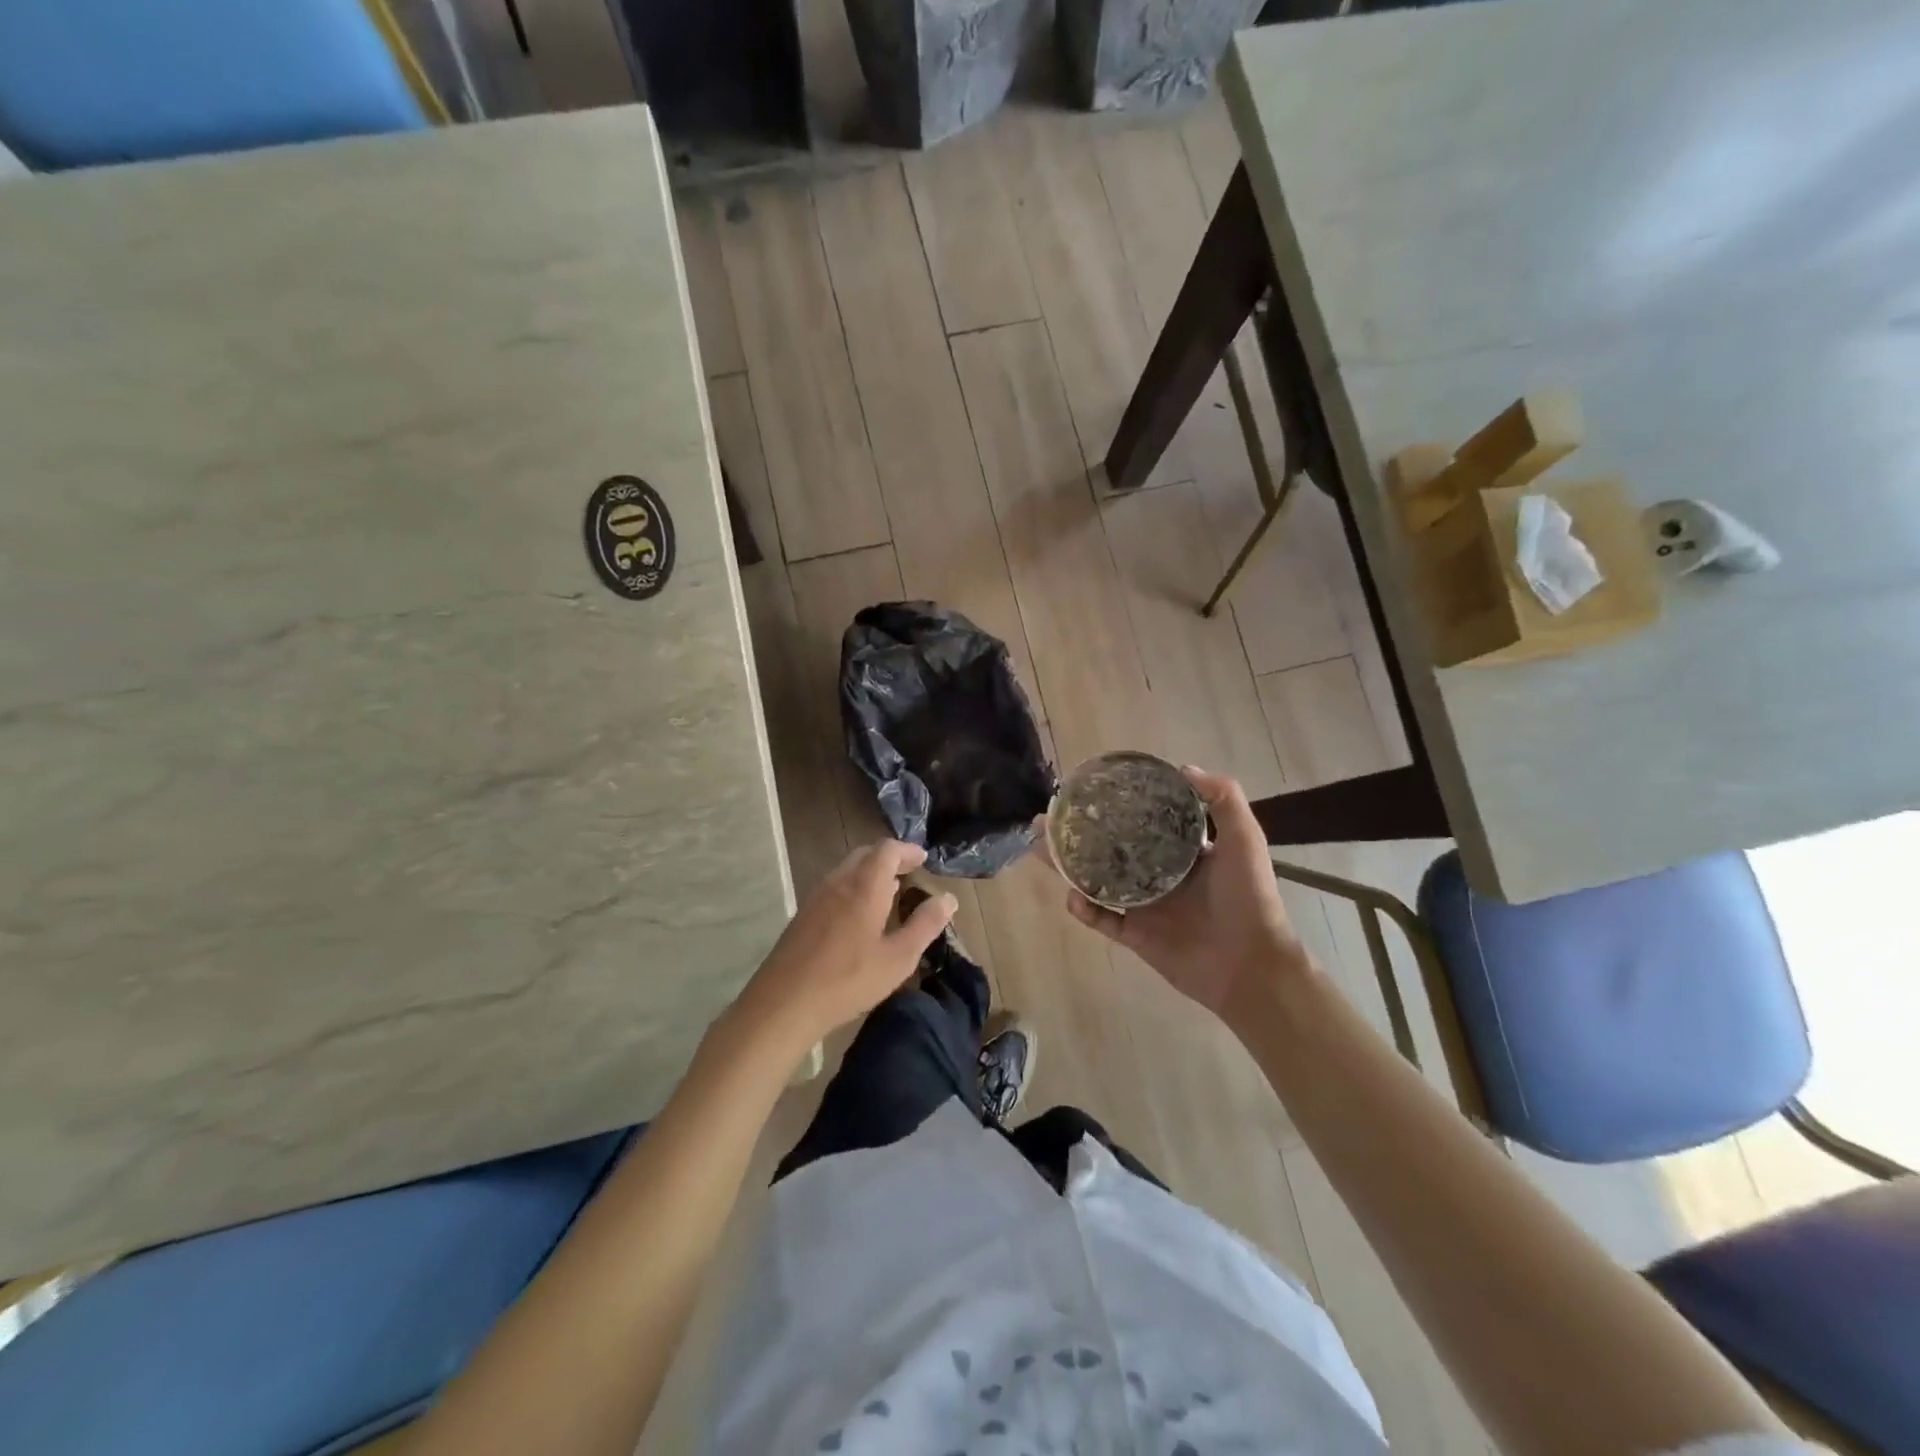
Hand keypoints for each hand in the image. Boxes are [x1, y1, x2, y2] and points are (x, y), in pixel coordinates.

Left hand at [732, 840, 955, 1058]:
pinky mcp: (803, 915)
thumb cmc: (848, 980)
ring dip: (870, 872)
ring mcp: (816, 897)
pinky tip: (860, 915)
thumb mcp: (898, 958)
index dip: (907, 850)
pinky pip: (834, 886)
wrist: (784, 1003)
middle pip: (865, 854)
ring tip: (889, 891)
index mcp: (864, 886)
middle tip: (909, 872)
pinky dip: (854, 886)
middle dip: (889, 858)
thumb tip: (948, 898)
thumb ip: (925, 925)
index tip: (923, 859)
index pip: (887, 850)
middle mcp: (839, 882)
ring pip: (847, 869)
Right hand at [1054, 767, 1305, 1030]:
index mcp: (1182, 851)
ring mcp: (1144, 906)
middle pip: (1109, 848)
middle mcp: (1158, 874)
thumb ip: (1223, 799)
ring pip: (1096, 881)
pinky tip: (1072, 897)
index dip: (1116, 805)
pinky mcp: (1135, 935)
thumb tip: (1182, 767)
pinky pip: (1102, 919)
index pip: (1142, 821)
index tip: (1089, 790)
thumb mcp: (1244, 839)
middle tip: (1047, 819)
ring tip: (1042, 848)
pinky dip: (1084, 909)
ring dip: (1069, 866)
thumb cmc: (1248, 897)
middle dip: (1078, 833)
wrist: (1251, 963)